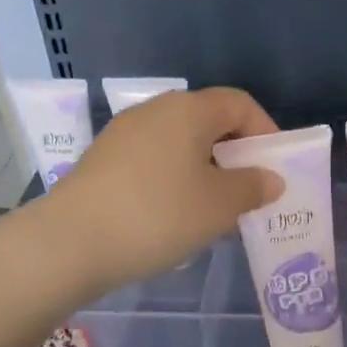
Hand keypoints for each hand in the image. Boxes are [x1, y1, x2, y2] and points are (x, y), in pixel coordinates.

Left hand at [43, 87, 282, 292]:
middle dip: (235, 154)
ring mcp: (124, 133)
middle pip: (208, 121)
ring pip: (180, 143)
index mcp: (188, 110)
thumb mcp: (218, 206)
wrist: (71, 242)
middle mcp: (156, 111)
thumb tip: (271, 179)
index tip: (275, 167)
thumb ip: (252, 188)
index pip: (239, 104)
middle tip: (249, 191)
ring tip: (215, 209)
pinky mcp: (103, 160)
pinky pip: (154, 160)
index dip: (265, 131)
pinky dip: (175, 178)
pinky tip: (174, 215)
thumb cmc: (158, 215)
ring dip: (205, 169)